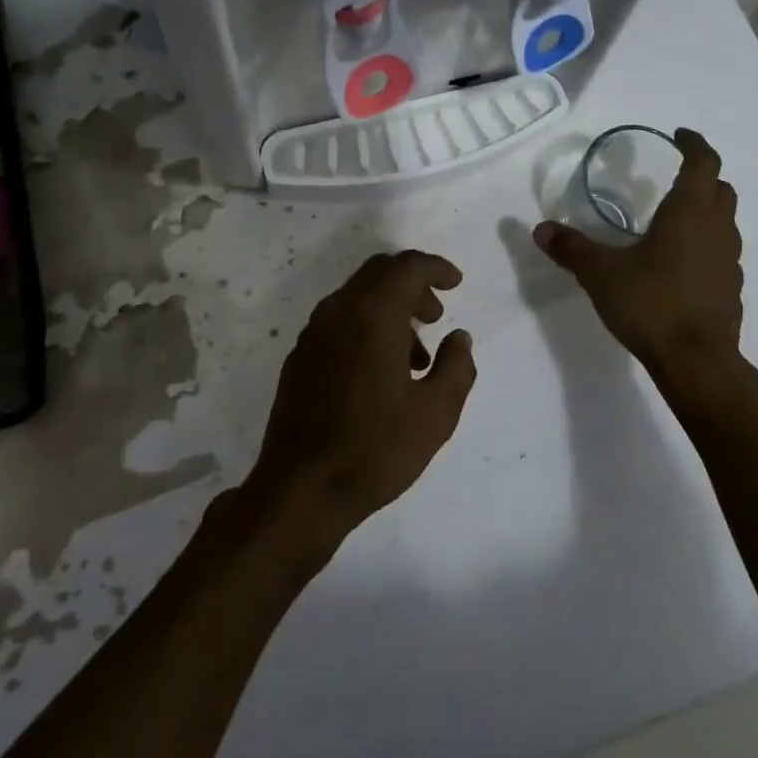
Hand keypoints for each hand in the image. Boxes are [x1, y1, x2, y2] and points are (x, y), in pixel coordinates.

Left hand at [247, 251, 476, 547]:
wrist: (301, 490)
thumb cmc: (375, 449)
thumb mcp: (436, 413)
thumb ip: (456, 367)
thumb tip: (458, 338)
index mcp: (372, 315)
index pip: (406, 267)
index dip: (435, 268)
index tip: (456, 283)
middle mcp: (338, 312)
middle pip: (378, 273)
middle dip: (412, 285)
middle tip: (436, 316)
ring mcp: (313, 334)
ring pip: (357, 297)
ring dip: (390, 309)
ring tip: (415, 358)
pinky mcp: (299, 357)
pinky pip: (339, 321)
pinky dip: (366, 326)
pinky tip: (380, 372)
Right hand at [534, 128, 744, 371]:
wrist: (696, 362)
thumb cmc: (651, 304)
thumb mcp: (600, 273)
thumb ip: (571, 248)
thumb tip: (540, 229)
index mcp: (689, 213)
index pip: (704, 163)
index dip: (695, 144)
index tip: (680, 135)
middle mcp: (717, 230)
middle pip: (721, 189)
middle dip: (703, 176)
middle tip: (676, 176)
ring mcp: (729, 262)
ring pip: (725, 223)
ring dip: (706, 212)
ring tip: (675, 220)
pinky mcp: (730, 290)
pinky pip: (722, 255)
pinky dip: (706, 246)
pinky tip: (680, 265)